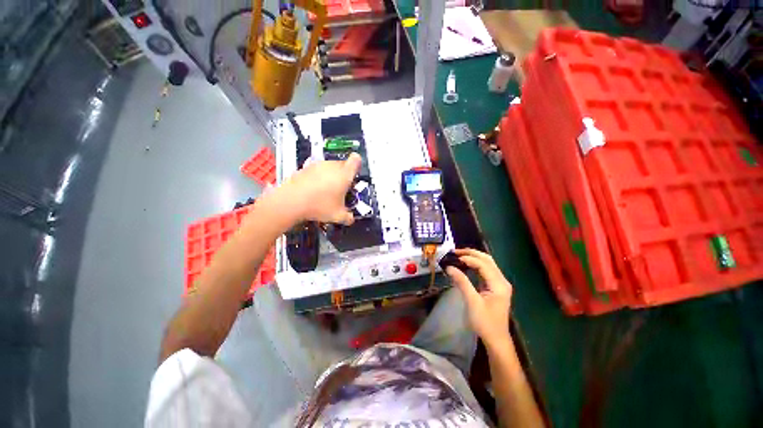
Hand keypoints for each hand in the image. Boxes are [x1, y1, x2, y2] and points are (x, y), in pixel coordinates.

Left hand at [281, 152, 360, 224]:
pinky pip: (317, 170)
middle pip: (343, 164)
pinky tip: (313, 190)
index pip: (356, 160)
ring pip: (330, 167)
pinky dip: (318, 177)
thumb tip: (351, 219)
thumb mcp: (337, 216)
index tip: (354, 175)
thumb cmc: (319, 206)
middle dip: (344, 175)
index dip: (357, 165)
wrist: (291, 201)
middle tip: (340, 189)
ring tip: (326, 191)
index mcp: (344, 175)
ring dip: (331, 175)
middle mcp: (332, 166)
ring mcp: (318, 165)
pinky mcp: (306, 167)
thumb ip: (348, 217)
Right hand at [446, 248, 512, 347]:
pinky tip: (465, 265)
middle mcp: (501, 280)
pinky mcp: (495, 287)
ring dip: (473, 257)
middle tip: (455, 252)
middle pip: (487, 260)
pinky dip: (475, 265)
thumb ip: (462, 282)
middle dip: (471, 253)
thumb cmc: (485, 322)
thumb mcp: (472, 302)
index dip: (468, 258)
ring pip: (487, 263)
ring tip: (458, 256)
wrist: (496, 340)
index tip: (453, 258)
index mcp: (499, 284)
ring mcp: (499, 283)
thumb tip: (449, 267)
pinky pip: (485, 271)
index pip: (483, 264)